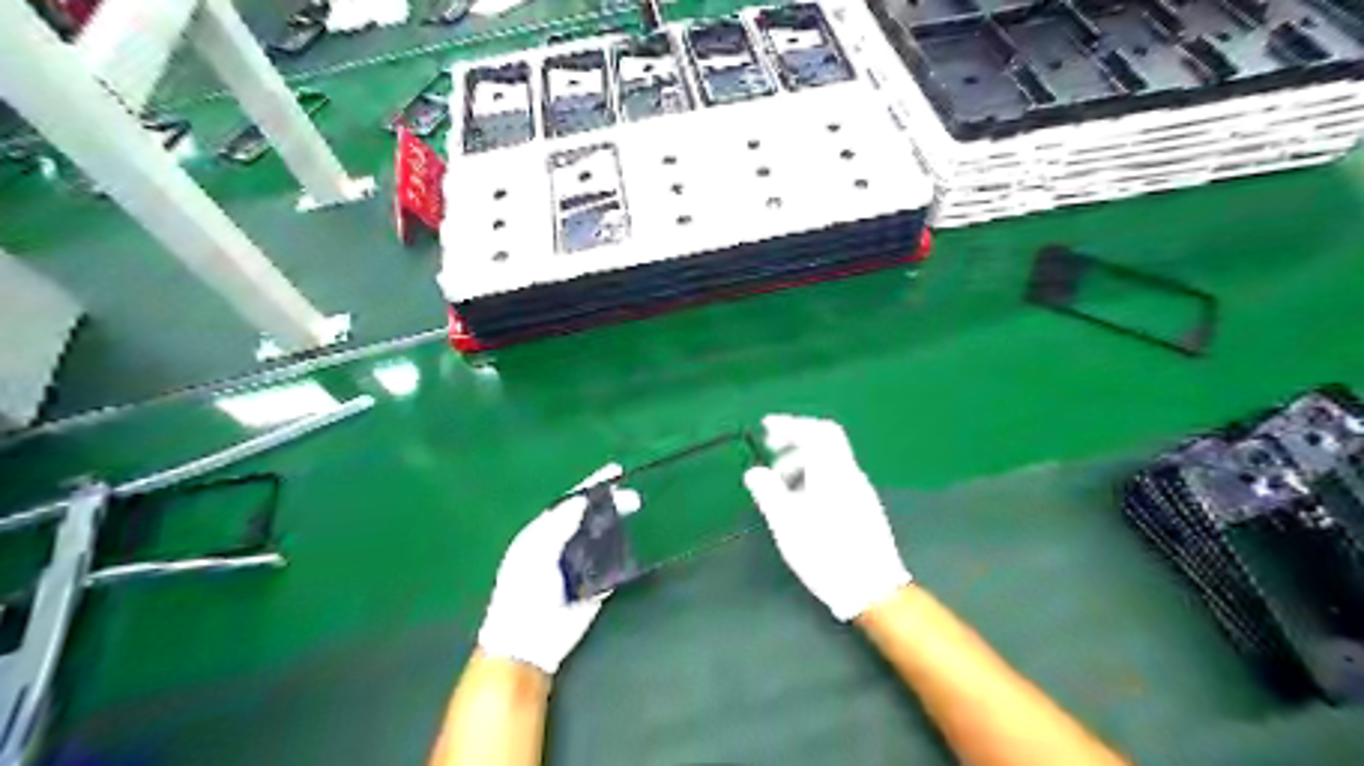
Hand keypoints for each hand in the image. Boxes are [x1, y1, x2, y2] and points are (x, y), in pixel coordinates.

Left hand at [476, 465, 642, 673]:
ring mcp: (578, 566)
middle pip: (589, 517)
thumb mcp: (536, 552)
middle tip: (634, 498)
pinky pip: (611, 565)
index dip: (592, 486)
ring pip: (602, 538)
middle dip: (611, 504)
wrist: (527, 642)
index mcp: (542, 533)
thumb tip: (580, 500)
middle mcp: (561, 545)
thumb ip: (558, 526)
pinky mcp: (594, 587)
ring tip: (637, 512)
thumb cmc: (524, 593)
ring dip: (619, 525)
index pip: (570, 502)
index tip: (615, 471)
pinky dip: (622, 554)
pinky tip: (636, 543)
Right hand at [742, 414, 910, 622]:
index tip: (767, 427)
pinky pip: (836, 479)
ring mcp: (861, 492)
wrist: (873, 590)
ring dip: (803, 463)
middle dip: (795, 442)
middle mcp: (851, 475)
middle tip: (771, 453)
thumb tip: (754, 471)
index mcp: (834, 473)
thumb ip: (769, 493)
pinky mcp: (864, 508)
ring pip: (830, 462)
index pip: (818, 430)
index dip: (791, 424)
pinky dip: (814, 478)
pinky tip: (801, 504)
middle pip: (825, 442)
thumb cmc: (827, 554)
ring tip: (781, 486)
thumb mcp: (788, 524)